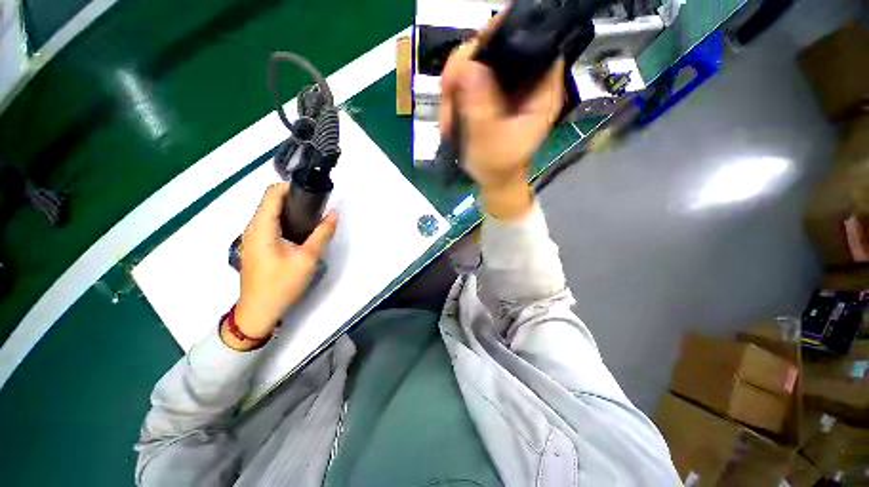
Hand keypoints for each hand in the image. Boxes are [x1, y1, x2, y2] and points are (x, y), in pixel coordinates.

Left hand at [225, 183, 337, 349]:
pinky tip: (300, 232)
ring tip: (313, 218)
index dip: (292, 187)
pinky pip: (270, 224)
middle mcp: (252, 227)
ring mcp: (252, 237)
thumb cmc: (282, 284)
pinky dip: (286, 221)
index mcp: (261, 227)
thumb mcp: (308, 258)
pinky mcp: (256, 246)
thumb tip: (334, 213)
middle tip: (318, 207)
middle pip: (271, 201)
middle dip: (294, 198)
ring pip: (271, 213)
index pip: (272, 193)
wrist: (259, 311)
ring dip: (291, 210)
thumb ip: (322, 233)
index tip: (313, 192)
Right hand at [439, 16, 564, 194]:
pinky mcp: (492, 94)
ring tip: (447, 115)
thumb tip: (466, 64)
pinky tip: (449, 115)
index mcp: (542, 91)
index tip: (473, 53)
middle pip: (499, 46)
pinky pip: (470, 79)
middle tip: (447, 89)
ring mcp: (508, 86)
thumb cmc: (498, 167)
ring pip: (479, 62)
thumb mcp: (489, 139)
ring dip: (456, 83)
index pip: (533, 43)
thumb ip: (479, 104)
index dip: (503, 36)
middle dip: (467, 64)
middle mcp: (527, 81)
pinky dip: (455, 93)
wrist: (494, 181)